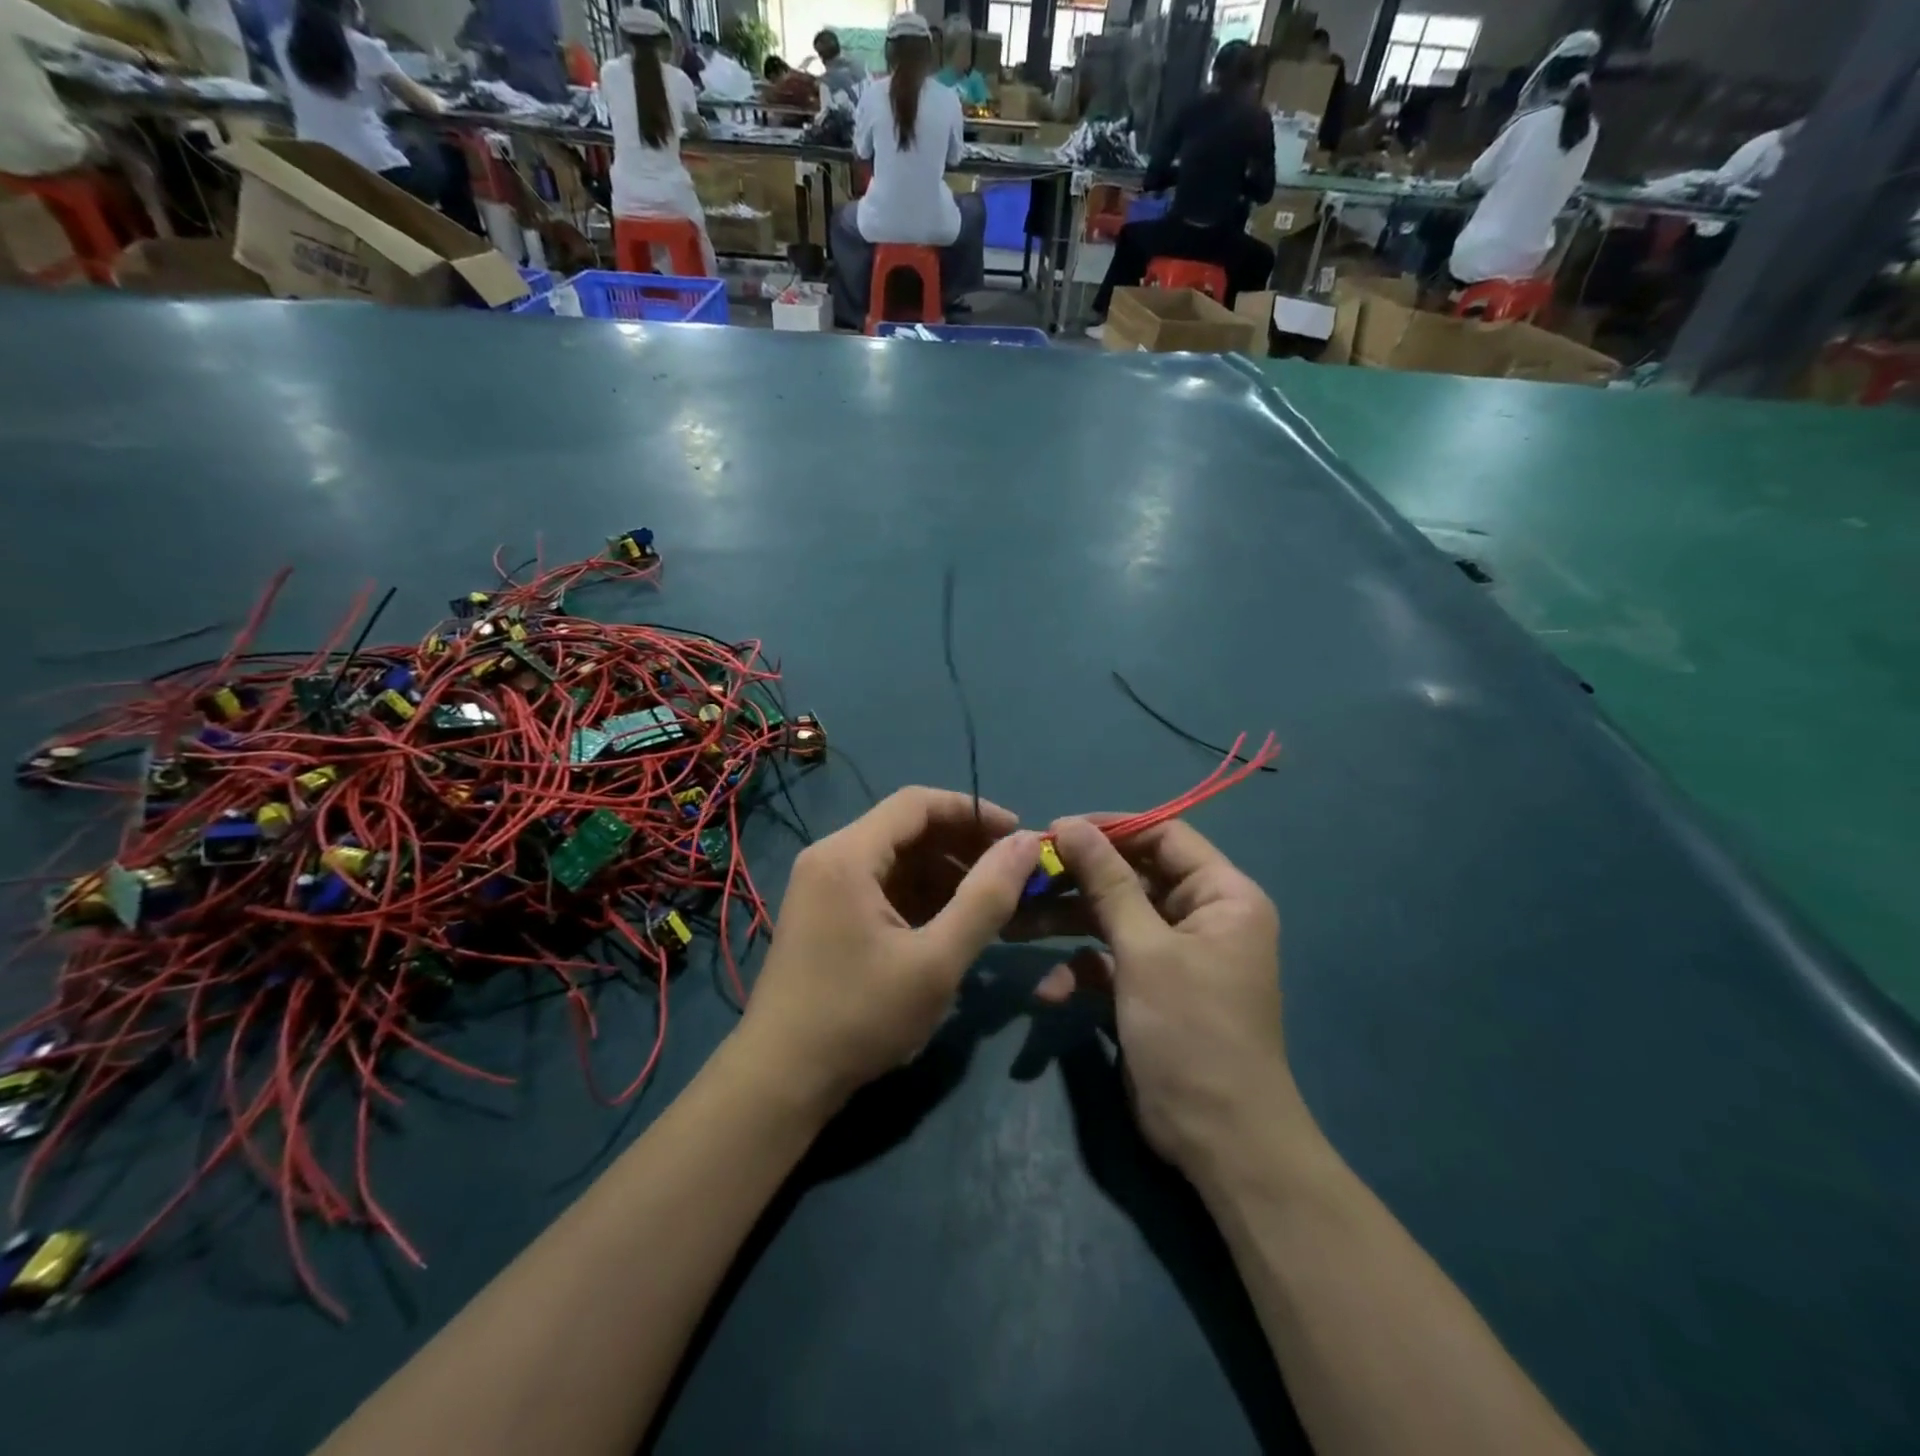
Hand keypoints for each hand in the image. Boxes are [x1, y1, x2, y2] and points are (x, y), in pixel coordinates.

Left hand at [737, 788, 1039, 1112]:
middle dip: (962, 845)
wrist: (781, 1080)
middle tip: (1010, 873)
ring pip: (896, 859)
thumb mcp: (936, 961)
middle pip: (906, 828)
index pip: (917, 803)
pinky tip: (952, 923)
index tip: (1018, 835)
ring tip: (990, 902)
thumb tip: (1027, 843)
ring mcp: (824, 886)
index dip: (973, 811)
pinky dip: (920, 895)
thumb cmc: (860, 1016)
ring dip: (945, 872)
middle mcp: (831, 857)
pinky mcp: (826, 914)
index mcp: (848, 854)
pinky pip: (881, 886)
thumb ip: (986, 899)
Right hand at [1032, 816, 1300, 1176]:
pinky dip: (1081, 971)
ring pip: (1112, 918)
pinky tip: (1051, 994)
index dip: (1110, 829)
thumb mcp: (1145, 949)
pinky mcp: (1150, 988)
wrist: (1219, 1140)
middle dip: (1077, 882)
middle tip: (1023, 878)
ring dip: (1066, 924)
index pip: (1163, 836)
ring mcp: (1173, 954)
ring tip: (1014, 927)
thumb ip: (1107, 881)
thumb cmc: (1191, 1030)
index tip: (1055, 832)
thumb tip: (1071, 823)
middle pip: (1131, 877)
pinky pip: (1109, 961)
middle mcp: (1201, 916)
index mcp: (1222, 895)